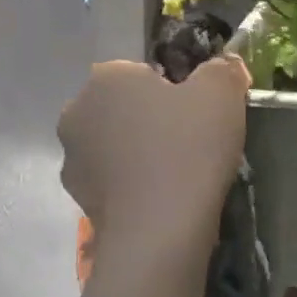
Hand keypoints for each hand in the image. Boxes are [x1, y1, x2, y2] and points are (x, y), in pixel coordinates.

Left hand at [58, 55, 249, 246]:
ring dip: (138, 153)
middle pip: (124, 107)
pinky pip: (113, 181)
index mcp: (107, 77)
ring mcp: (72, 158)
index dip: (175, 91)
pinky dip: (132, 185)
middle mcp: (78, 111)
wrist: (159, 231)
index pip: (143, 72)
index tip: (198, 114)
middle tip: (191, 143)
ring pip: (115, 145)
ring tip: (177, 176)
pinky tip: (161, 199)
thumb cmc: (189, 149)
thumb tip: (225, 65)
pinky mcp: (77, 199)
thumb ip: (223, 70)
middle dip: (151, 120)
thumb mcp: (222, 95)